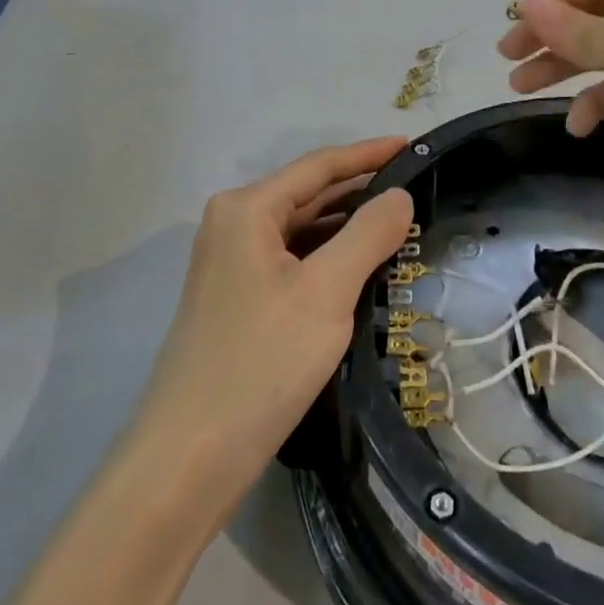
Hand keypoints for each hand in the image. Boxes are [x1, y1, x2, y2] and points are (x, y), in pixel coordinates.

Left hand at [127, 138, 414, 516]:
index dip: (368, 154)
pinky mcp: (237, 300)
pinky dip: (327, 258)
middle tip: (415, 188)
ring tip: (399, 225)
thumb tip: (398, 195)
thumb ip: (368, 234)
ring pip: (300, 231)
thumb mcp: (326, 292)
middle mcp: (233, 224)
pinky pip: (291, 261)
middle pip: (307, 194)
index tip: (413, 144)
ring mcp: (231, 264)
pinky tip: (360, 268)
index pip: (319, 166)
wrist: (188, 460)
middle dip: (360, 190)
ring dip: (346, 227)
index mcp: (246, 208)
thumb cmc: (260, 362)